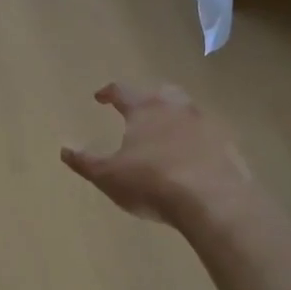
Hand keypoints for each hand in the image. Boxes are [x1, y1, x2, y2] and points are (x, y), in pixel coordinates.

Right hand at [61, 82, 254, 228]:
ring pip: (186, 111)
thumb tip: (64, 149)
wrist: (213, 199)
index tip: (100, 97)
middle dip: (147, 98)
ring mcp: (205, 122)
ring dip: (174, 118)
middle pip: (159, 93)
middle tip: (138, 109)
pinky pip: (206, 135)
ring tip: (165, 133)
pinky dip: (195, 140)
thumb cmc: (152, 182)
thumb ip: (85, 162)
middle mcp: (176, 106)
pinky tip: (192, 156)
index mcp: (145, 107)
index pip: (122, 91)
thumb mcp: (109, 176)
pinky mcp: (227, 143)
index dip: (108, 93)